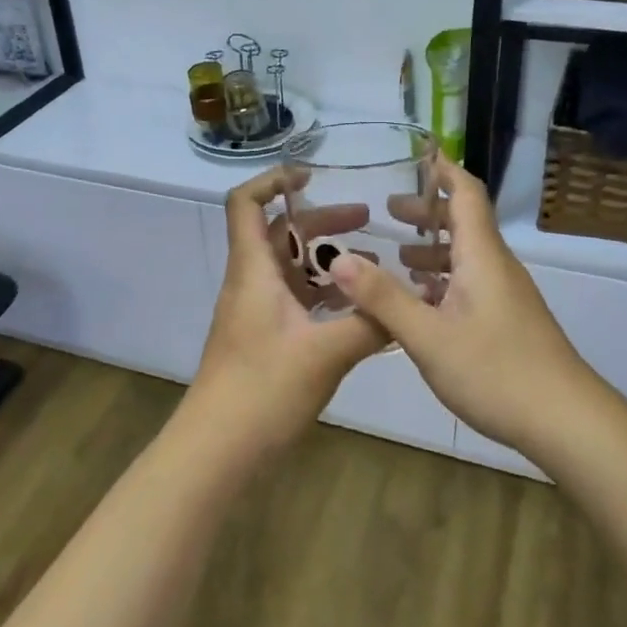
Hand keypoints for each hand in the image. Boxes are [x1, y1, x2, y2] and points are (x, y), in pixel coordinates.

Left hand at [182, 168, 390, 467]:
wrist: (218, 451)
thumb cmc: (263, 390)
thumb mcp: (325, 353)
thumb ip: (369, 323)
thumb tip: (408, 301)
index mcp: (253, 271)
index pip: (245, 203)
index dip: (272, 180)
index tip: (312, 175)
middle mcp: (250, 283)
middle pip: (278, 234)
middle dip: (319, 221)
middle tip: (365, 220)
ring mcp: (255, 313)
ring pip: (289, 270)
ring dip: (325, 260)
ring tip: (372, 263)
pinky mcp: (264, 340)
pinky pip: (295, 302)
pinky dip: (324, 295)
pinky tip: (359, 310)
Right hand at [330, 154, 597, 454]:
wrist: (566, 421)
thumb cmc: (496, 371)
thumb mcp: (427, 336)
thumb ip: (382, 297)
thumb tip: (338, 258)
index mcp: (481, 256)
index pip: (466, 195)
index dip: (443, 171)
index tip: (417, 155)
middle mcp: (496, 266)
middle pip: (465, 223)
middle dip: (428, 212)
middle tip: (389, 210)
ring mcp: (506, 295)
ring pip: (467, 256)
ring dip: (433, 248)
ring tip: (398, 254)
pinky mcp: (508, 320)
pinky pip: (471, 283)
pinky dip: (444, 279)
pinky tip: (422, 302)